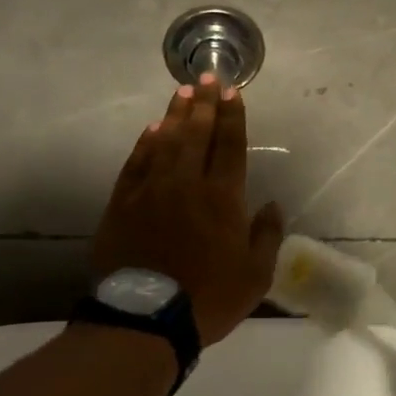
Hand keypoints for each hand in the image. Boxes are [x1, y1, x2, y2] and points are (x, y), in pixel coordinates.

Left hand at [92, 76, 284, 345]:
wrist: (146, 319)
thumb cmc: (209, 298)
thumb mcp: (255, 275)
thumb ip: (267, 235)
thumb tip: (272, 205)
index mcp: (223, 197)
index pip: (230, 146)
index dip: (233, 117)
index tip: (232, 92)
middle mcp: (187, 183)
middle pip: (197, 133)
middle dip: (204, 103)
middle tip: (206, 76)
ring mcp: (151, 190)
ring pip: (165, 141)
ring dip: (176, 114)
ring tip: (182, 91)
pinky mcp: (123, 203)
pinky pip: (136, 163)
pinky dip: (145, 143)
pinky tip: (152, 129)